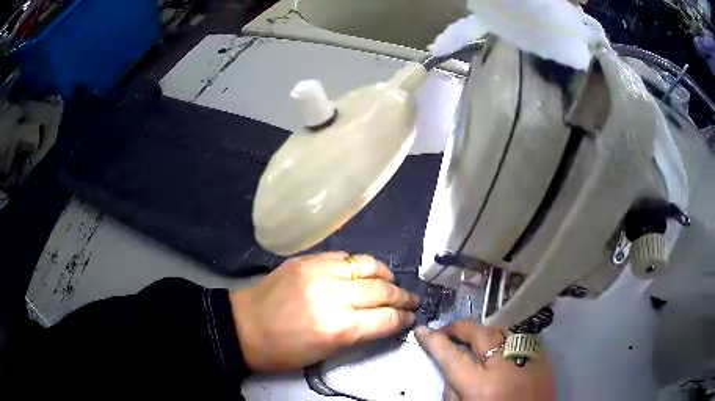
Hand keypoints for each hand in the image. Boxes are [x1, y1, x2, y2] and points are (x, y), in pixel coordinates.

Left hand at [230, 252, 420, 370]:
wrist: (245, 326)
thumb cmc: (284, 350)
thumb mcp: (327, 352)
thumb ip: (359, 333)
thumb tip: (384, 321)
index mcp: (339, 328)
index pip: (386, 319)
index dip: (403, 319)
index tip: (411, 318)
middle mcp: (334, 296)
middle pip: (382, 291)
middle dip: (403, 297)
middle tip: (412, 300)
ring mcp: (320, 272)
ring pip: (367, 266)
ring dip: (385, 275)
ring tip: (391, 282)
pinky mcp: (307, 259)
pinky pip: (344, 256)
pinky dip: (359, 264)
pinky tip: (362, 272)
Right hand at [415, 321, 554, 400]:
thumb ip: (452, 392)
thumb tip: (450, 369)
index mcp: (483, 388)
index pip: (453, 356)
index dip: (434, 341)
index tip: (423, 331)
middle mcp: (507, 368)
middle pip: (481, 334)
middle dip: (460, 327)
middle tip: (448, 331)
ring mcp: (529, 361)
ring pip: (503, 331)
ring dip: (484, 332)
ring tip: (473, 339)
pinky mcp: (544, 360)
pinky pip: (521, 340)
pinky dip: (506, 340)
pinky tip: (499, 348)